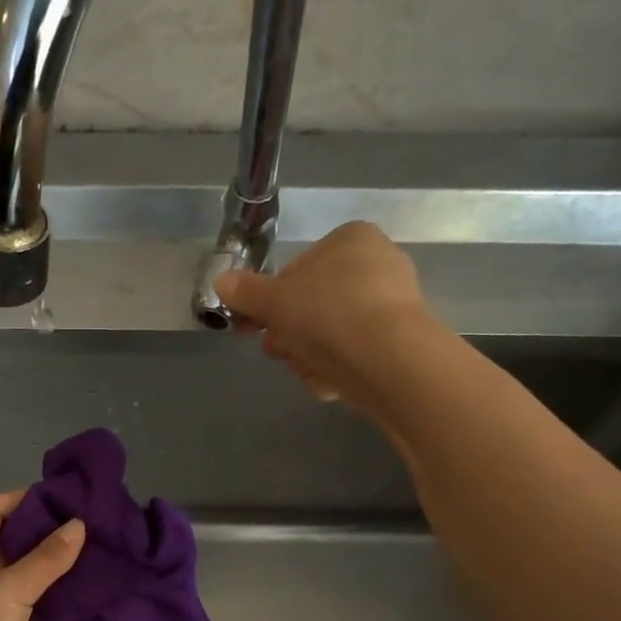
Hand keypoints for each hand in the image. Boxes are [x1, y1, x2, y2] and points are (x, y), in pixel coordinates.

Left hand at [0, 491, 85, 620]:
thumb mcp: (9, 590)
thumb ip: (45, 559)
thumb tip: (78, 525)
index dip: (20, 499)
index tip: (61, 497)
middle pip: (9, 541)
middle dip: (44, 531)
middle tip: (87, 524)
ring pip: (23, 574)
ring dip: (52, 565)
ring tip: (93, 552)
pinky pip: (31, 604)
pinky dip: (53, 596)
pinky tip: (83, 591)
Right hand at [215, 220, 439, 411]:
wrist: (387, 360)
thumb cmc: (326, 314)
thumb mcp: (273, 300)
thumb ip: (245, 292)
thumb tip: (220, 282)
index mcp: (351, 240)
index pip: (296, 269)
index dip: (269, 300)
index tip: (253, 324)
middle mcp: (378, 264)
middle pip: (313, 303)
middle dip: (288, 331)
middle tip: (275, 349)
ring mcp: (393, 305)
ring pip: (330, 333)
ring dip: (307, 354)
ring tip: (303, 367)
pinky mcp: (399, 342)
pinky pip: (354, 353)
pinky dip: (336, 367)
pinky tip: (329, 381)